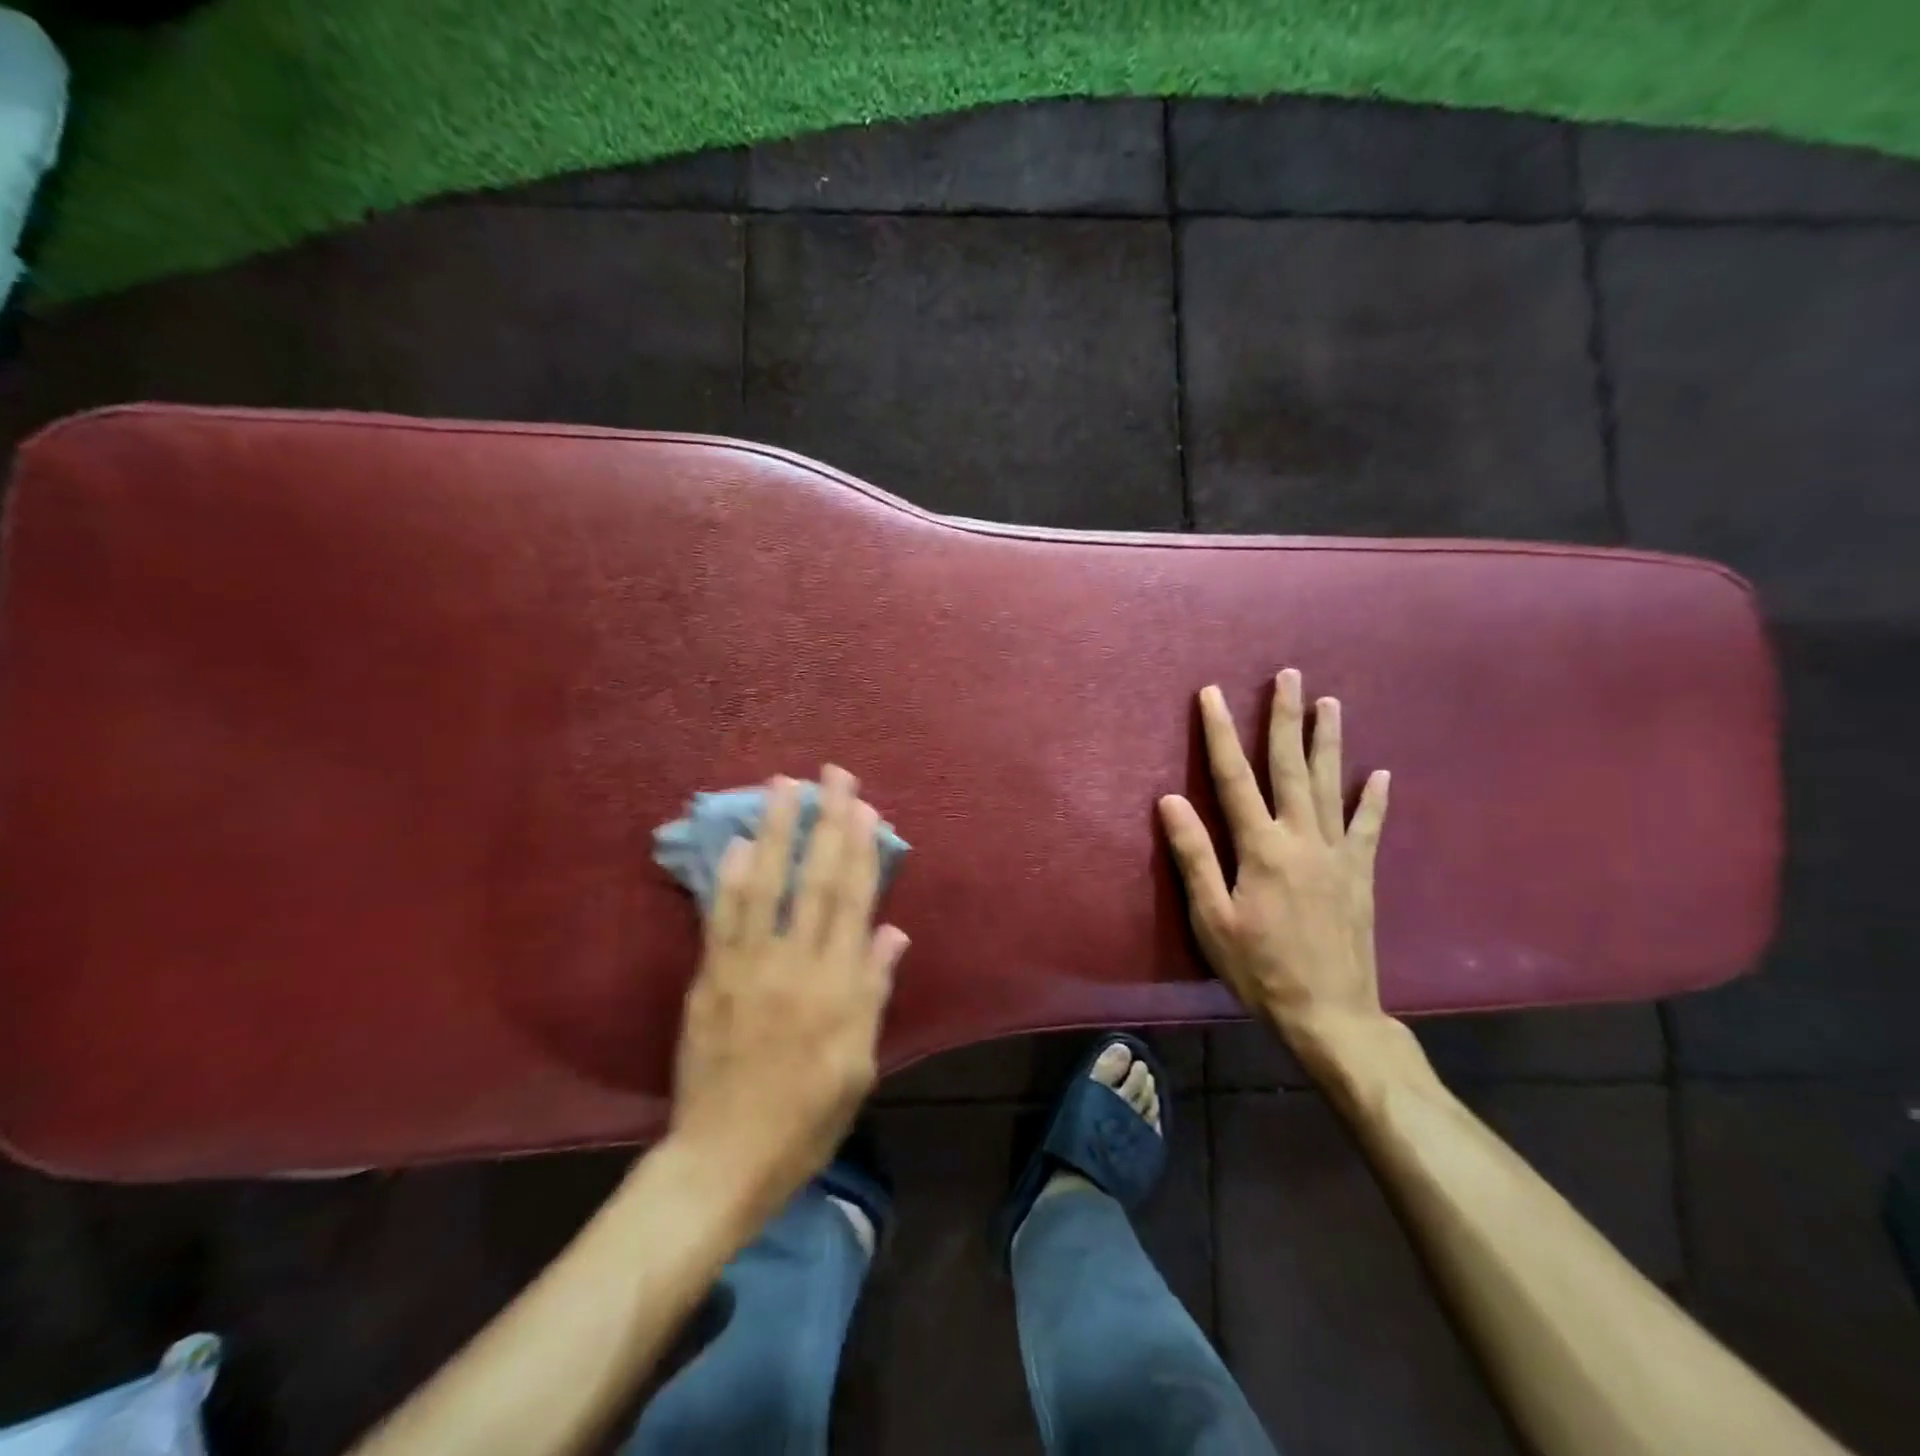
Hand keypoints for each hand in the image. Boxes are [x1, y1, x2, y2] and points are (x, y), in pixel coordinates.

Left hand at [670, 766, 908, 1211]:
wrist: (724, 1160)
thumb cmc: (806, 1119)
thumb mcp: (859, 1065)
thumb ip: (873, 992)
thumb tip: (891, 931)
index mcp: (838, 988)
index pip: (854, 902)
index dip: (862, 850)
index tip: (866, 808)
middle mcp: (797, 965)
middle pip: (816, 880)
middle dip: (827, 823)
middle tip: (833, 775)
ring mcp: (748, 968)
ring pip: (767, 886)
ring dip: (778, 831)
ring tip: (782, 785)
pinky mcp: (710, 980)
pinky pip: (721, 919)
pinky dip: (730, 878)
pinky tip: (739, 843)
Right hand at [1158, 669, 1390, 1058]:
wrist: (1331, 1015)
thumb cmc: (1260, 969)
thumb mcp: (1212, 919)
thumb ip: (1194, 856)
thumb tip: (1170, 800)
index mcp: (1262, 849)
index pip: (1234, 778)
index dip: (1220, 734)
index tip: (1212, 695)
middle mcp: (1302, 839)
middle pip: (1291, 767)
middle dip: (1285, 719)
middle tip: (1288, 675)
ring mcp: (1337, 854)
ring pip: (1331, 785)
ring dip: (1329, 741)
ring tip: (1330, 703)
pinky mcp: (1360, 875)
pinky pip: (1369, 827)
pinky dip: (1374, 799)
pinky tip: (1381, 773)